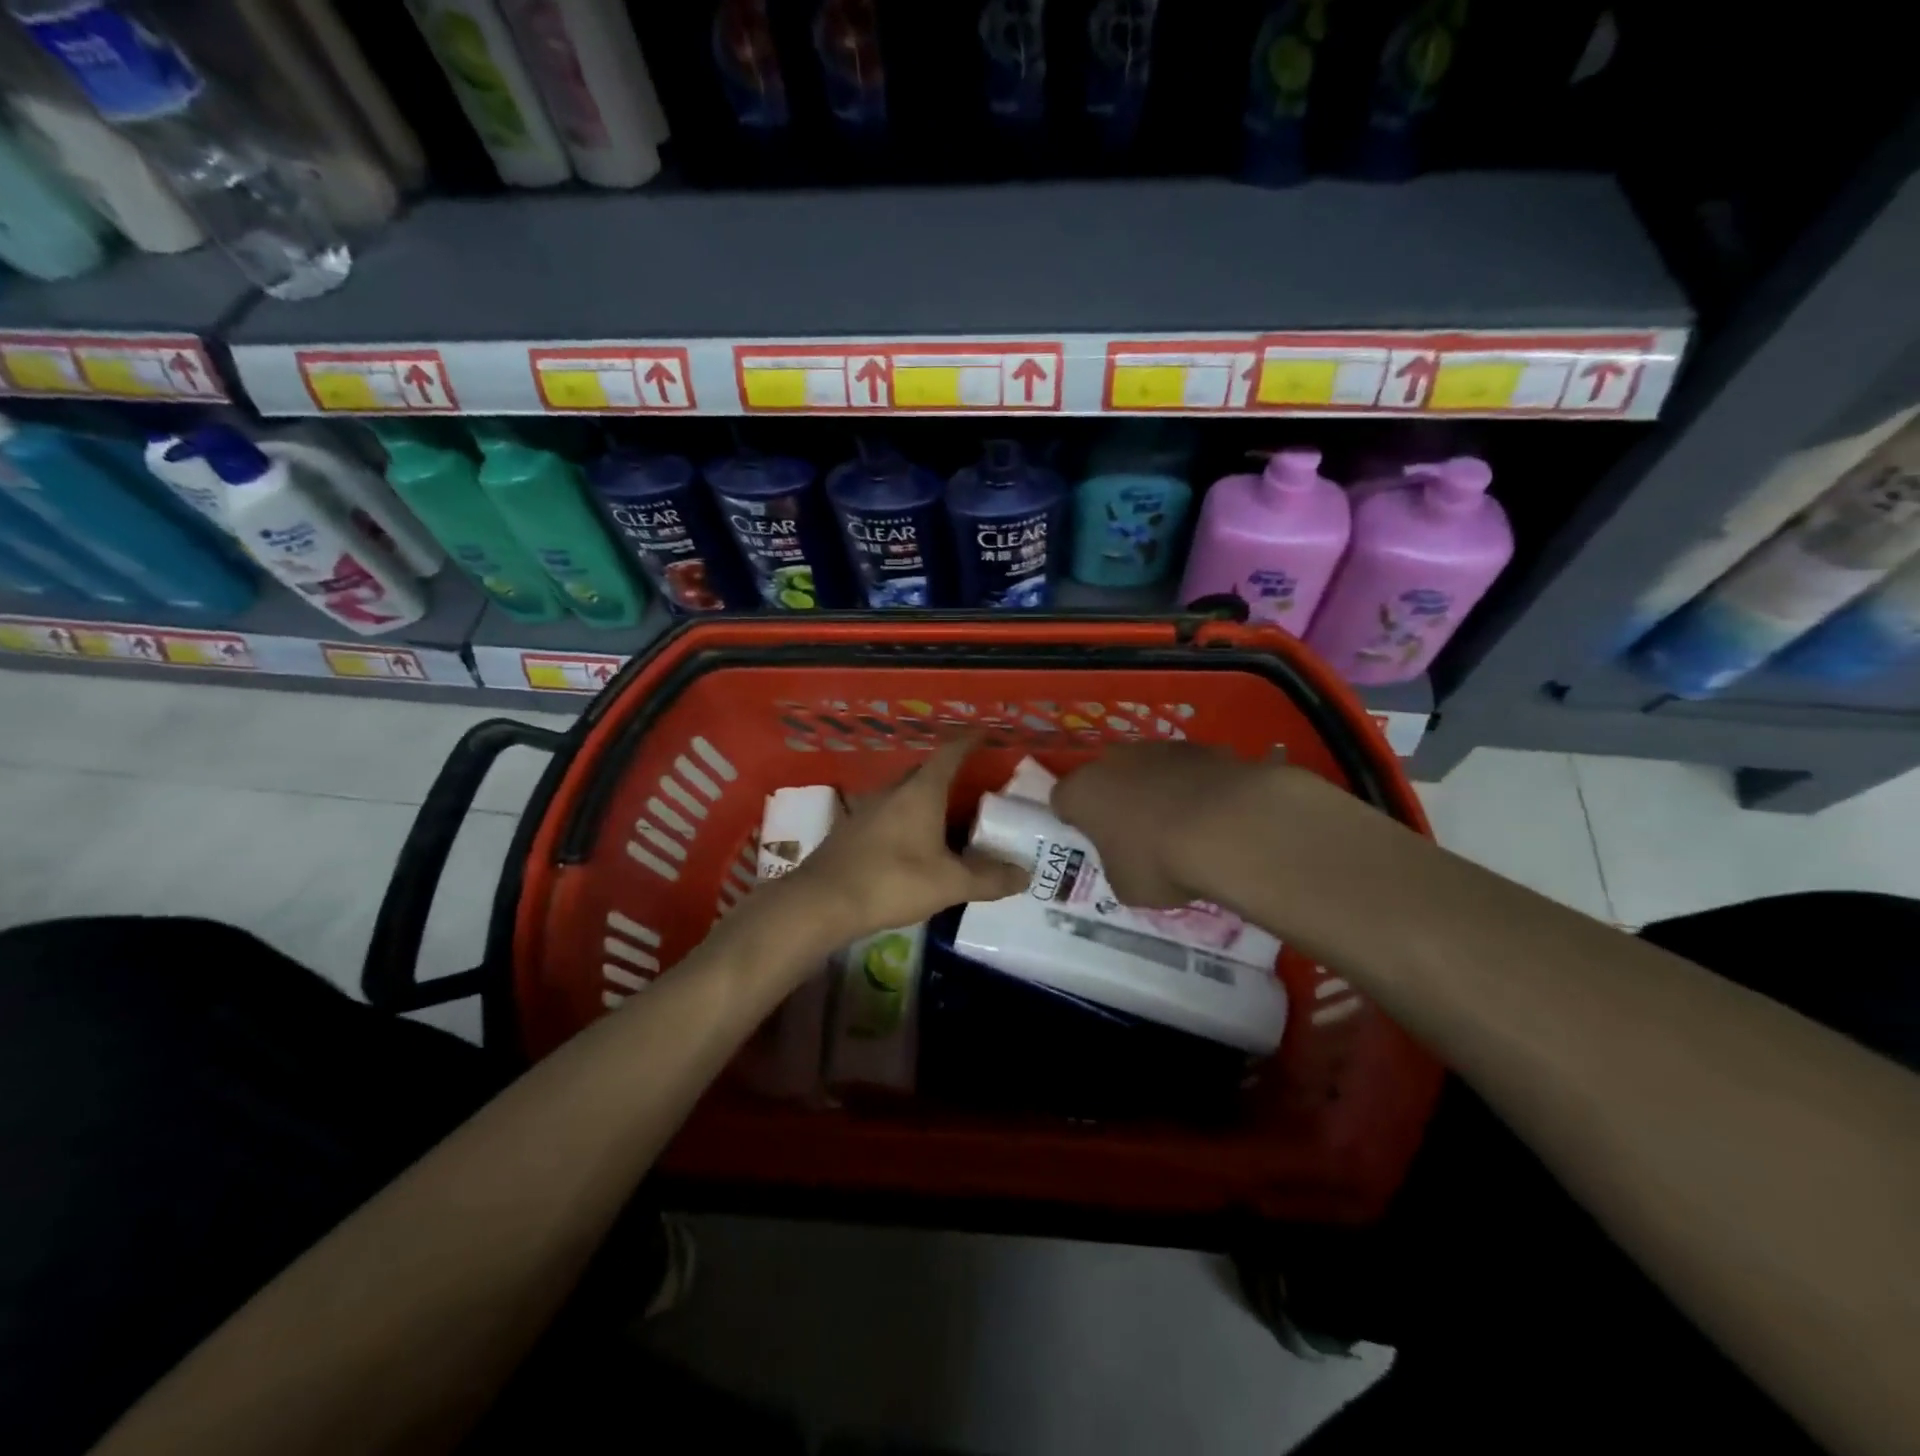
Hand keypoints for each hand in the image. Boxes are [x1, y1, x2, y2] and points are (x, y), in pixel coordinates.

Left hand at [758, 737, 1029, 953]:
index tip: (984, 733)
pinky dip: (904, 820)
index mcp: (920, 792)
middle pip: (924, 772)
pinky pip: (885, 814)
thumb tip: (1025, 874)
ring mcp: (866, 809)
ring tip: (945, 816)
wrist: (821, 901)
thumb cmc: (891, 881)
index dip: (968, 742)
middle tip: (972, 785)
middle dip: (947, 773)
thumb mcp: (949, 883)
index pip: (949, 754)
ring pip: (902, 794)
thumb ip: (989, 878)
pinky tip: (910, 843)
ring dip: (923, 799)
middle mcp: (892, 791)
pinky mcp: (850, 831)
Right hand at [1052, 742, 1276, 907]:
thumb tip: (1127, 860)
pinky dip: (1192, 787)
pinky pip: (1187, 770)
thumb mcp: (1125, 885)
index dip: (1074, 820)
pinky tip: (1212, 815)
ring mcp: (1158, 748)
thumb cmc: (1159, 862)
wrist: (1227, 828)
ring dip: (1155, 790)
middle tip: (1134, 833)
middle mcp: (1113, 760)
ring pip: (1147, 769)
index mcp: (1082, 792)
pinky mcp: (1201, 747)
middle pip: (1105, 778)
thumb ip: (1116, 866)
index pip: (1062, 800)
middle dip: (1115, 800)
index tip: (1091, 840)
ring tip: (1180, 825)